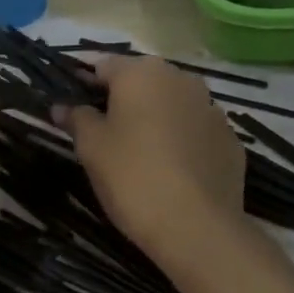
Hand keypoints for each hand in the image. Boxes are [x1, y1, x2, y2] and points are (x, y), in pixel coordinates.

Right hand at [60, 55, 247, 266]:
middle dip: (122, 100)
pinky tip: (170, 170)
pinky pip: (195, 131)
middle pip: (142, 81)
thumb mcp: (91, 147)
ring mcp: (212, 109)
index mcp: (142, 73)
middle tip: (102, 132)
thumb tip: (63, 105)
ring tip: (137, 152)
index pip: (103, 65)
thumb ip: (76, 118)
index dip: (84, 83)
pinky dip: (180, 141)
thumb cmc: (132, 176)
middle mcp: (181, 79)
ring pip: (172, 105)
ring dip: (154, 118)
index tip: (72, 106)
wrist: (196, 227)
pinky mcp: (230, 140)